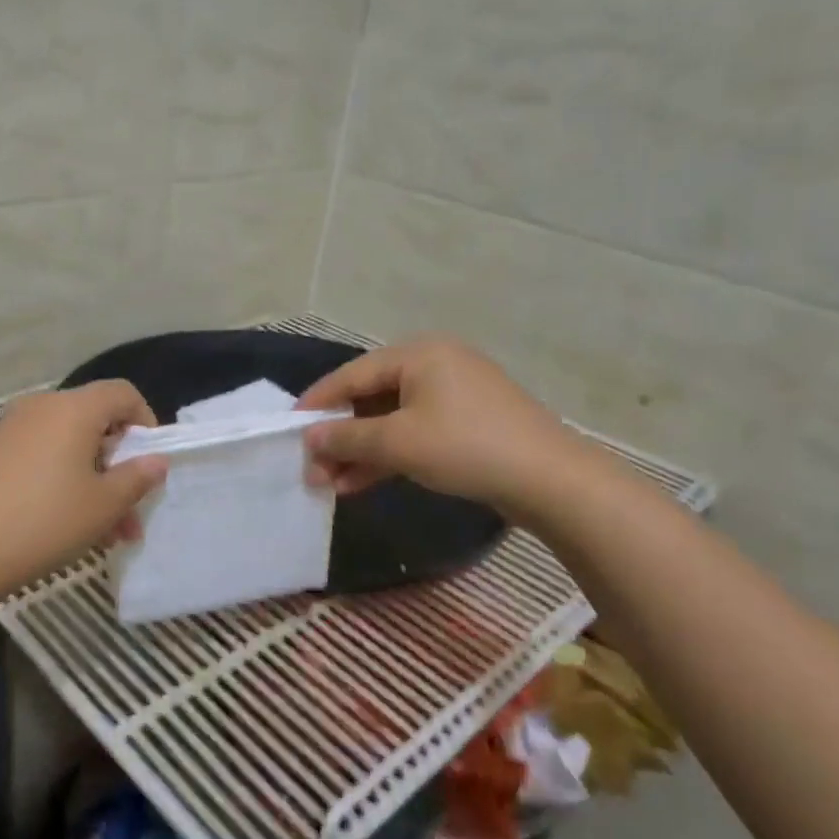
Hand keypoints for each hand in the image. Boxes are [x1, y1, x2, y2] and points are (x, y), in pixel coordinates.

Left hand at [0, 381, 168, 599]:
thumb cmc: (45, 521)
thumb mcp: (104, 505)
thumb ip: (137, 478)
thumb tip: (156, 460)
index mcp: (73, 408)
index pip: (122, 393)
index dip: (146, 421)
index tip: (151, 461)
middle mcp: (41, 407)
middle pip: (95, 422)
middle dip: (119, 465)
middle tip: (131, 511)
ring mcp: (12, 429)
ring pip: (69, 446)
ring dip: (94, 482)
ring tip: (107, 533)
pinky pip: (42, 456)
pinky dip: (63, 481)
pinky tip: (69, 525)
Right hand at [295, 335, 579, 511]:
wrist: (550, 481)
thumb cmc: (465, 447)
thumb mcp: (397, 442)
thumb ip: (346, 437)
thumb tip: (307, 438)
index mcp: (418, 354)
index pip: (352, 375)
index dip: (317, 403)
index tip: (288, 428)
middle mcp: (434, 365)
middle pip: (370, 398)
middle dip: (338, 436)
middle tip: (311, 467)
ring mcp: (453, 395)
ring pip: (391, 420)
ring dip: (359, 452)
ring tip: (329, 484)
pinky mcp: (466, 424)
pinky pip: (414, 433)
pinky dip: (388, 456)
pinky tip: (360, 483)